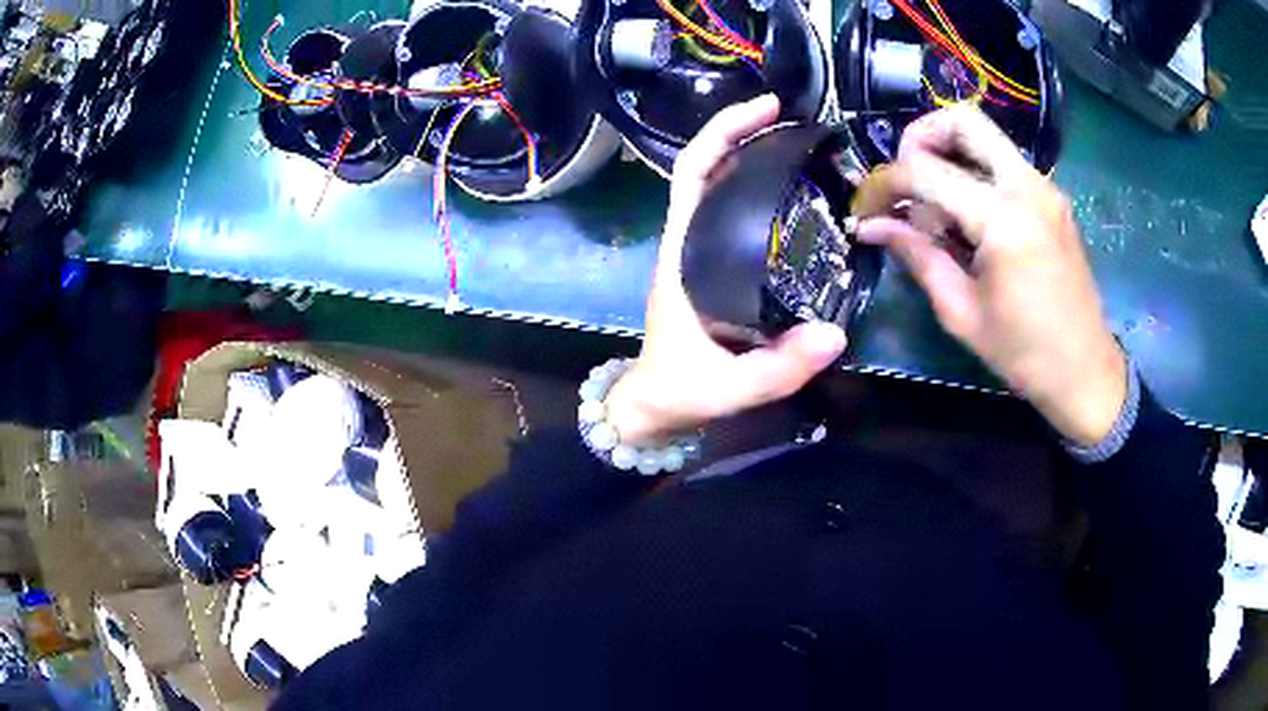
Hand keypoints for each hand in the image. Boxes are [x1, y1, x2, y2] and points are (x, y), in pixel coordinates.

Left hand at [604, 95, 846, 444]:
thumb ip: (776, 368)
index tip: (767, 109)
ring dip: (756, 156)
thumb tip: (835, 334)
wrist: (657, 406)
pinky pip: (736, 214)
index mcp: (682, 254)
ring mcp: (702, 251)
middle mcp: (689, 241)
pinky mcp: (716, 265)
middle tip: (800, 120)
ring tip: (806, 145)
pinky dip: (762, 190)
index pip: (693, 174)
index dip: (723, 132)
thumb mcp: (728, 387)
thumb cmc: (681, 390)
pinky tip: (800, 192)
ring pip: (723, 186)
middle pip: (709, 167)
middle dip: (747, 132)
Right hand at [854, 106, 1126, 445]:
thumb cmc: (1024, 354)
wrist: (1086, 371)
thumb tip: (871, 226)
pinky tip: (967, 218)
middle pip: (962, 119)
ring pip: (984, 136)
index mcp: (1003, 220)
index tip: (865, 209)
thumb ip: (916, 256)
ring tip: (934, 208)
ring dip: (947, 155)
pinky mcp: (1051, 197)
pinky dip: (974, 172)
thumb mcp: (961, 312)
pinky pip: (1002, 162)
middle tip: (903, 178)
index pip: (925, 171)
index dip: (884, 184)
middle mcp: (1027, 186)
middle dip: (918, 137)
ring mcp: (1044, 187)